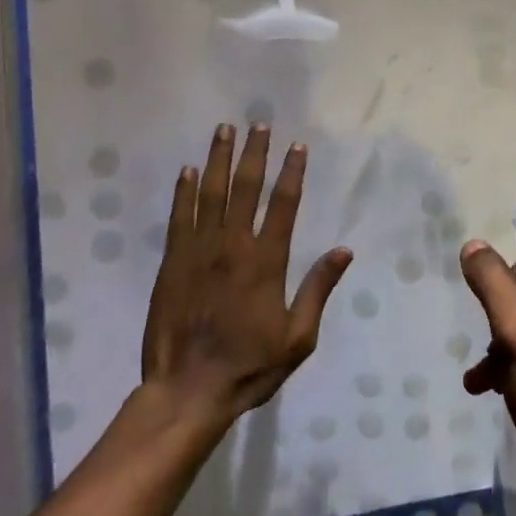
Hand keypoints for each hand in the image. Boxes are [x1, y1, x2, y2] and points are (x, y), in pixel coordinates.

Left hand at [141, 124, 352, 423]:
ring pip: (210, 194)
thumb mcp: (299, 338)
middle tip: (258, 124)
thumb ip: (319, 289)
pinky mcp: (171, 264)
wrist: (188, 391)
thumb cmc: (250, 366)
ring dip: (219, 159)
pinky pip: (179, 218)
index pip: (284, 205)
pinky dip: (184, 191)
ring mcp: (198, 252)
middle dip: (254, 153)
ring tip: (224, 130)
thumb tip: (344, 251)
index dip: (292, 173)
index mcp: (267, 262)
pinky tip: (188, 170)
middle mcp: (233, 247)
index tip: (297, 146)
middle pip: (245, 188)